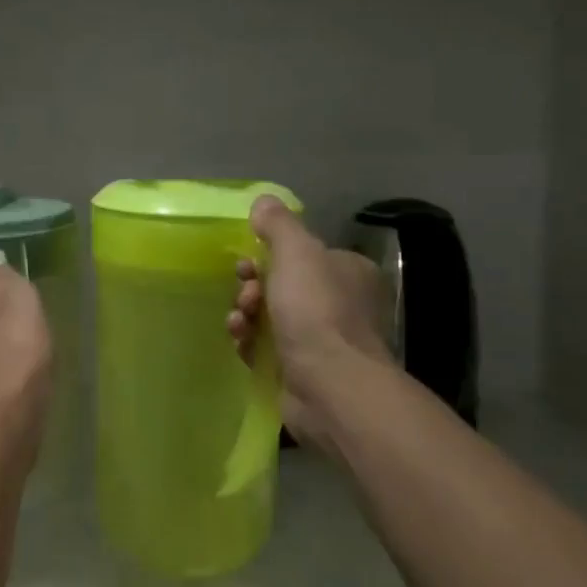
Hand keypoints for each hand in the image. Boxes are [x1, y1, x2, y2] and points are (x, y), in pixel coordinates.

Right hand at [226, 196, 394, 444]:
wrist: (329, 385)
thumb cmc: (316, 311)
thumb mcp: (297, 253)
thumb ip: (279, 225)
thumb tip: (264, 201)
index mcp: (346, 272)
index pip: (302, 255)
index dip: (268, 255)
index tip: (247, 262)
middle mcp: (339, 304)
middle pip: (282, 286)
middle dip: (253, 287)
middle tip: (246, 296)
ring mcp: (321, 341)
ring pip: (270, 318)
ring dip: (246, 315)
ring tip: (240, 322)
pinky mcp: (301, 371)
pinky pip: (266, 348)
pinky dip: (249, 343)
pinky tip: (241, 344)